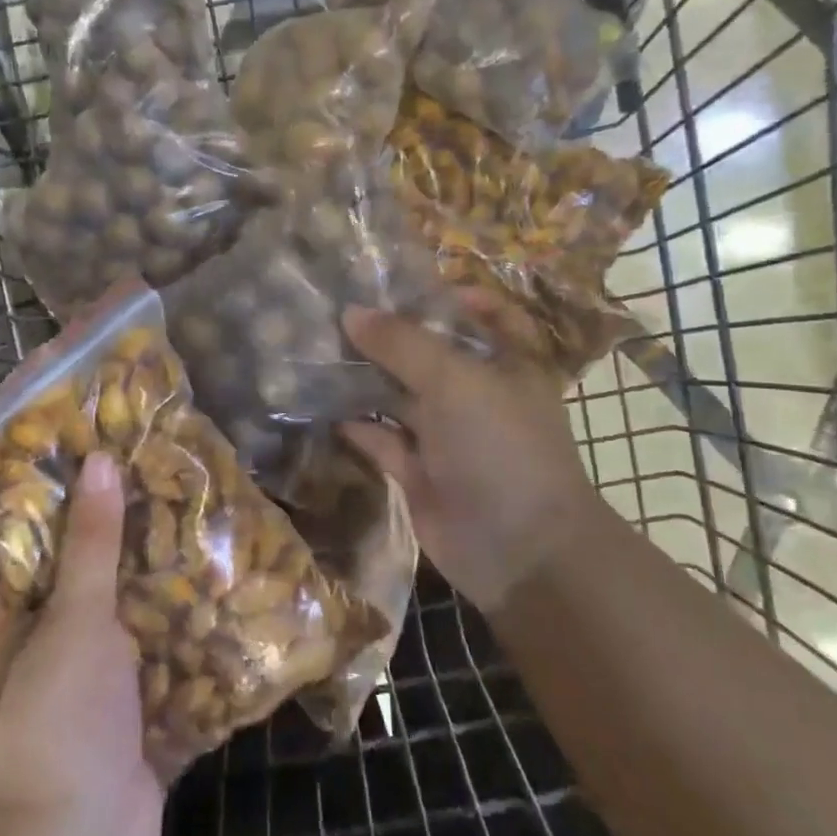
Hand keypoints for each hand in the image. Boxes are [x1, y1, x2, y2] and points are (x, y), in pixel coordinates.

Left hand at [0, 452, 162, 835]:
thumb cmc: (58, 721)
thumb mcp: (71, 620)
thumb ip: (89, 542)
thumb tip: (98, 460)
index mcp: (6, 621)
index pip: (18, 542)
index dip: (46, 496)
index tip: (87, 450)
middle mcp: (42, 642)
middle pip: (78, 570)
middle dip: (115, 529)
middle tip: (156, 472)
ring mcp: (89, 674)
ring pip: (122, 606)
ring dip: (155, 572)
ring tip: (194, 511)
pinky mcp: (130, 699)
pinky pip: (156, 646)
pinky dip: (180, 619)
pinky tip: (216, 579)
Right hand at [339, 300, 591, 612]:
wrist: (519, 550)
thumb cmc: (500, 445)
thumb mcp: (455, 380)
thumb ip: (402, 343)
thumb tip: (351, 312)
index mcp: (507, 364)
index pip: (490, 317)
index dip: (458, 297)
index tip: (410, 285)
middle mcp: (477, 395)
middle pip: (431, 354)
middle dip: (390, 335)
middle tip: (336, 310)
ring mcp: (447, 435)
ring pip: (400, 395)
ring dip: (365, 377)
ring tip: (317, 349)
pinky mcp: (419, 471)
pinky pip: (382, 439)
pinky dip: (356, 424)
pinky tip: (322, 404)